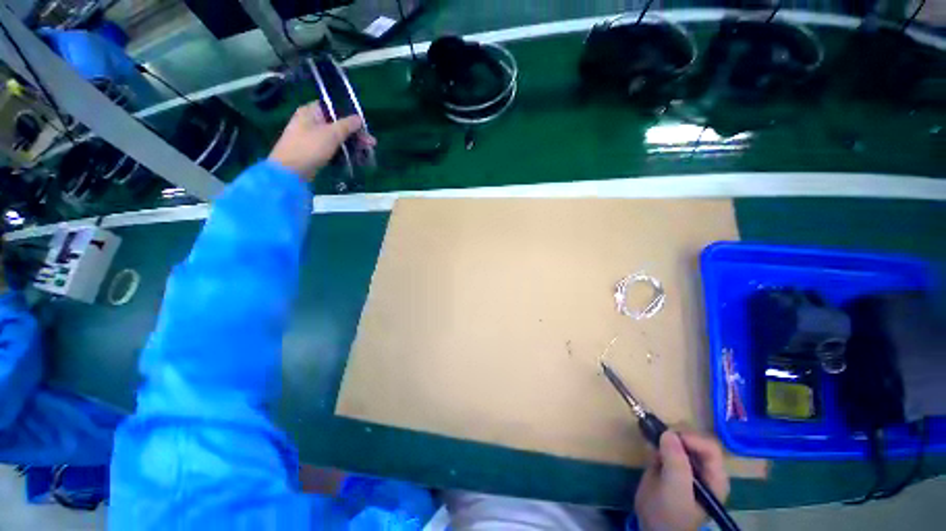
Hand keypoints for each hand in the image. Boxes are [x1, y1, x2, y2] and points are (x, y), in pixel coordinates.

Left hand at [267, 102, 374, 180]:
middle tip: (371, 143)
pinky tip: (356, 158)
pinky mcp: (315, 151)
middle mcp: (311, 122)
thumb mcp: (331, 134)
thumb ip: (347, 125)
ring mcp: (312, 137)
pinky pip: (333, 148)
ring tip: (367, 152)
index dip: (350, 115)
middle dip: (355, 133)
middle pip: (337, 124)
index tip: (364, 126)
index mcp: (311, 112)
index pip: (334, 108)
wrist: (291, 171)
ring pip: (337, 137)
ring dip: (352, 144)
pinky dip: (344, 151)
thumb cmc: (310, 147)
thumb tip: (359, 118)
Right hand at [634, 431, 730, 530]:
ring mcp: (685, 467)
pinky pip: (665, 446)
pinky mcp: (668, 466)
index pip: (709, 447)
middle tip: (657, 438)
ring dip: (664, 438)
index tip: (669, 437)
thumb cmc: (671, 513)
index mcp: (714, 477)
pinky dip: (656, 442)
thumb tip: (668, 433)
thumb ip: (676, 462)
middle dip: (675, 436)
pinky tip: (649, 447)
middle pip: (694, 440)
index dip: (691, 438)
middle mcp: (702, 469)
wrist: (652, 529)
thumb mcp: (675, 489)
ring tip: (651, 443)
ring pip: (678, 441)